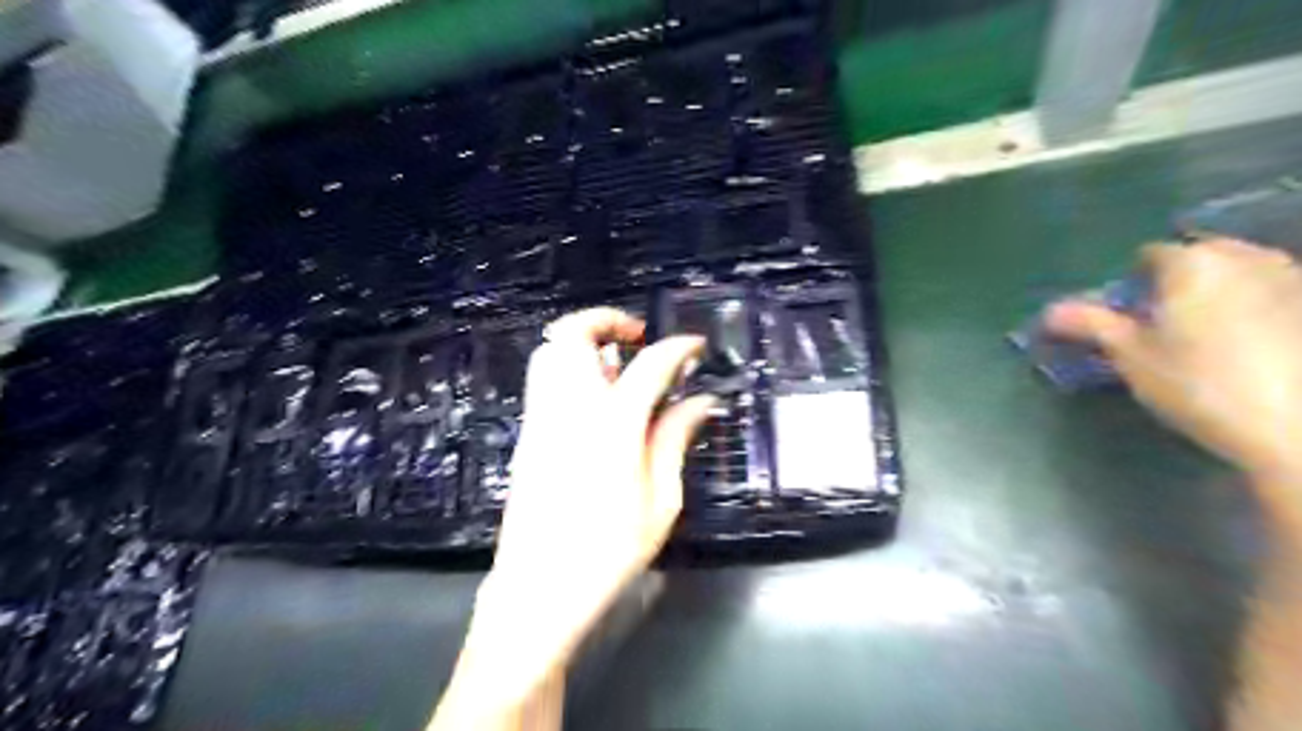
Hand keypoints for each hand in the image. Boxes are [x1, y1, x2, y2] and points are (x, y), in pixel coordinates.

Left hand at [454, 308, 711, 706]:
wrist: (538, 587)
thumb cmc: (608, 551)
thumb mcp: (661, 501)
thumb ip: (676, 439)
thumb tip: (700, 402)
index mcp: (613, 426)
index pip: (649, 365)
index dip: (678, 347)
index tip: (695, 346)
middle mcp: (570, 410)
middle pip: (574, 335)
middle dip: (607, 320)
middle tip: (637, 338)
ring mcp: (541, 419)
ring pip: (550, 351)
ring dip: (584, 342)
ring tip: (617, 365)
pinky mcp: (527, 434)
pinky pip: (543, 379)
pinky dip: (569, 368)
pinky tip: (596, 399)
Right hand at [1044, 238, 1301, 485]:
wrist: (1299, 428)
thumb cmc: (1200, 386)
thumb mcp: (1132, 358)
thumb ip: (1091, 325)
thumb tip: (1048, 311)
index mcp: (1191, 263)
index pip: (1148, 256)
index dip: (1132, 286)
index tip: (1129, 320)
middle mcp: (1245, 256)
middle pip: (1199, 256)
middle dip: (1180, 283)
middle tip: (1170, 327)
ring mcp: (1294, 276)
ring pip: (1242, 271)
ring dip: (1222, 291)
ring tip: (1214, 338)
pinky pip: (1277, 291)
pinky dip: (1260, 306)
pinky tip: (1256, 345)